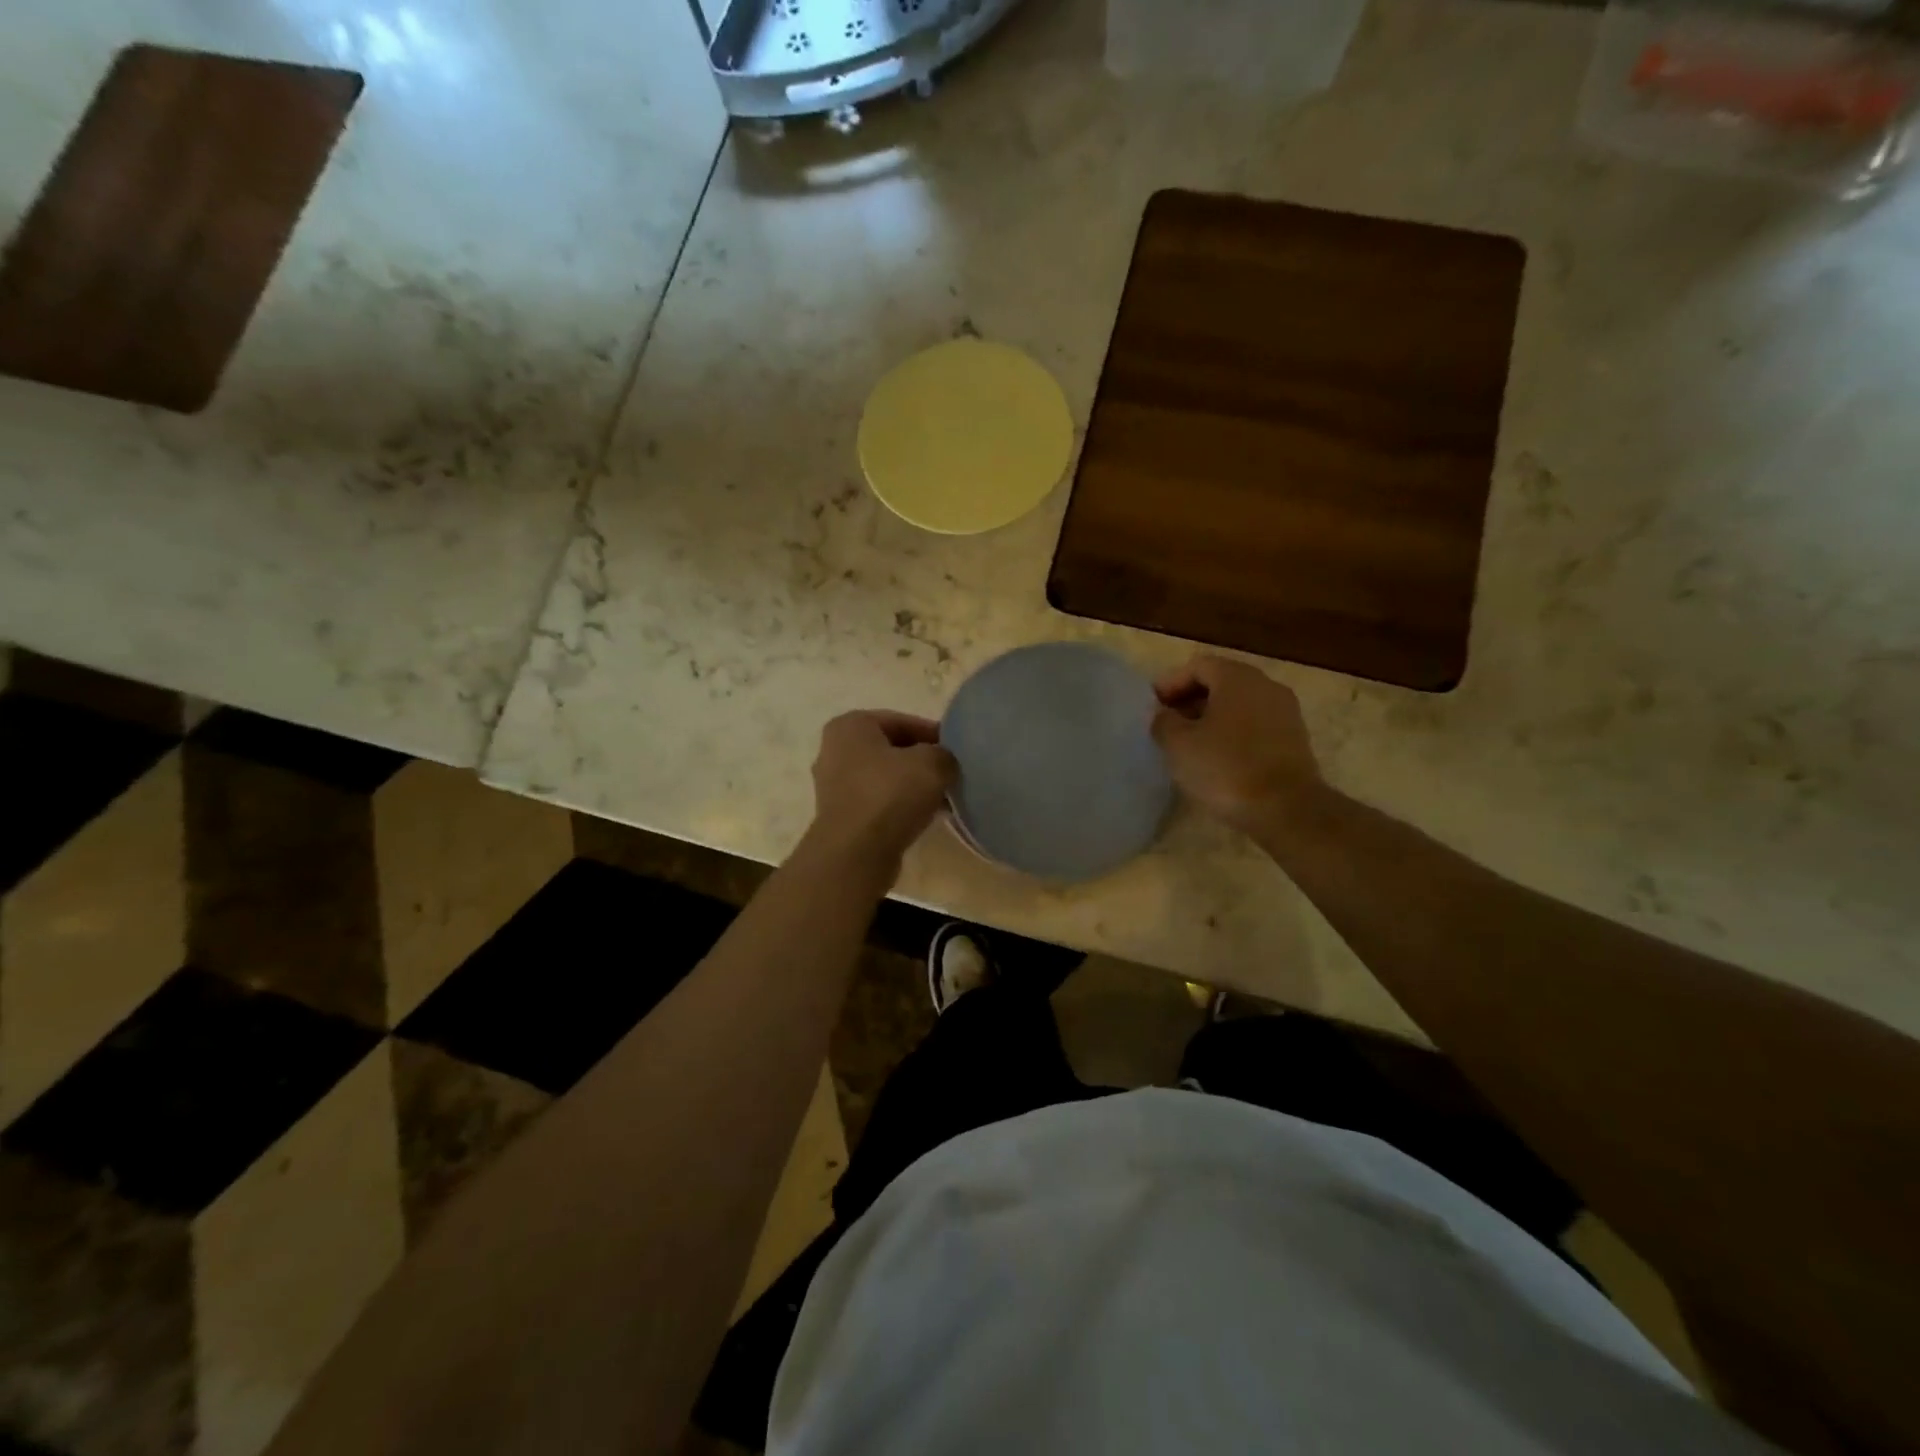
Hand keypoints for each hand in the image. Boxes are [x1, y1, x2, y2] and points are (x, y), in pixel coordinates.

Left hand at [806, 710, 957, 870]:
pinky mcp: (841, 816)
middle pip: (891, 749)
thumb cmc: (889, 795)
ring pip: (885, 778)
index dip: (933, 734)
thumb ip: (944, 754)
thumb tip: (944, 763)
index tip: (957, 750)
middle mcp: (834, 751)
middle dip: (921, 761)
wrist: (856, 854)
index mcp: (850, 726)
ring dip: (912, 786)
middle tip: (950, 773)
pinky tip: (924, 817)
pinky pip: (878, 802)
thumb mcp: (932, 764)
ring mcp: (834, 786)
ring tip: (942, 798)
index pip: (901, 721)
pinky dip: (899, 806)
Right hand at [1151, 656, 1324, 834]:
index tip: (1153, 707)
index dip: (1170, 683)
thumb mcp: (1179, 744)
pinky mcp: (1294, 740)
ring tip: (1189, 744)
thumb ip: (1163, 721)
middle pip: (1221, 682)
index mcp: (1237, 678)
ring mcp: (1285, 712)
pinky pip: (1255, 726)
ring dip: (1212, 718)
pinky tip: (1217, 758)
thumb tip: (1163, 714)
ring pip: (1239, 705)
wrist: (1286, 809)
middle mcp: (1265, 686)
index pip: (1198, 666)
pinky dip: (1233, 734)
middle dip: (1191, 700)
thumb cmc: (1226, 768)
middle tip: (1167, 724)